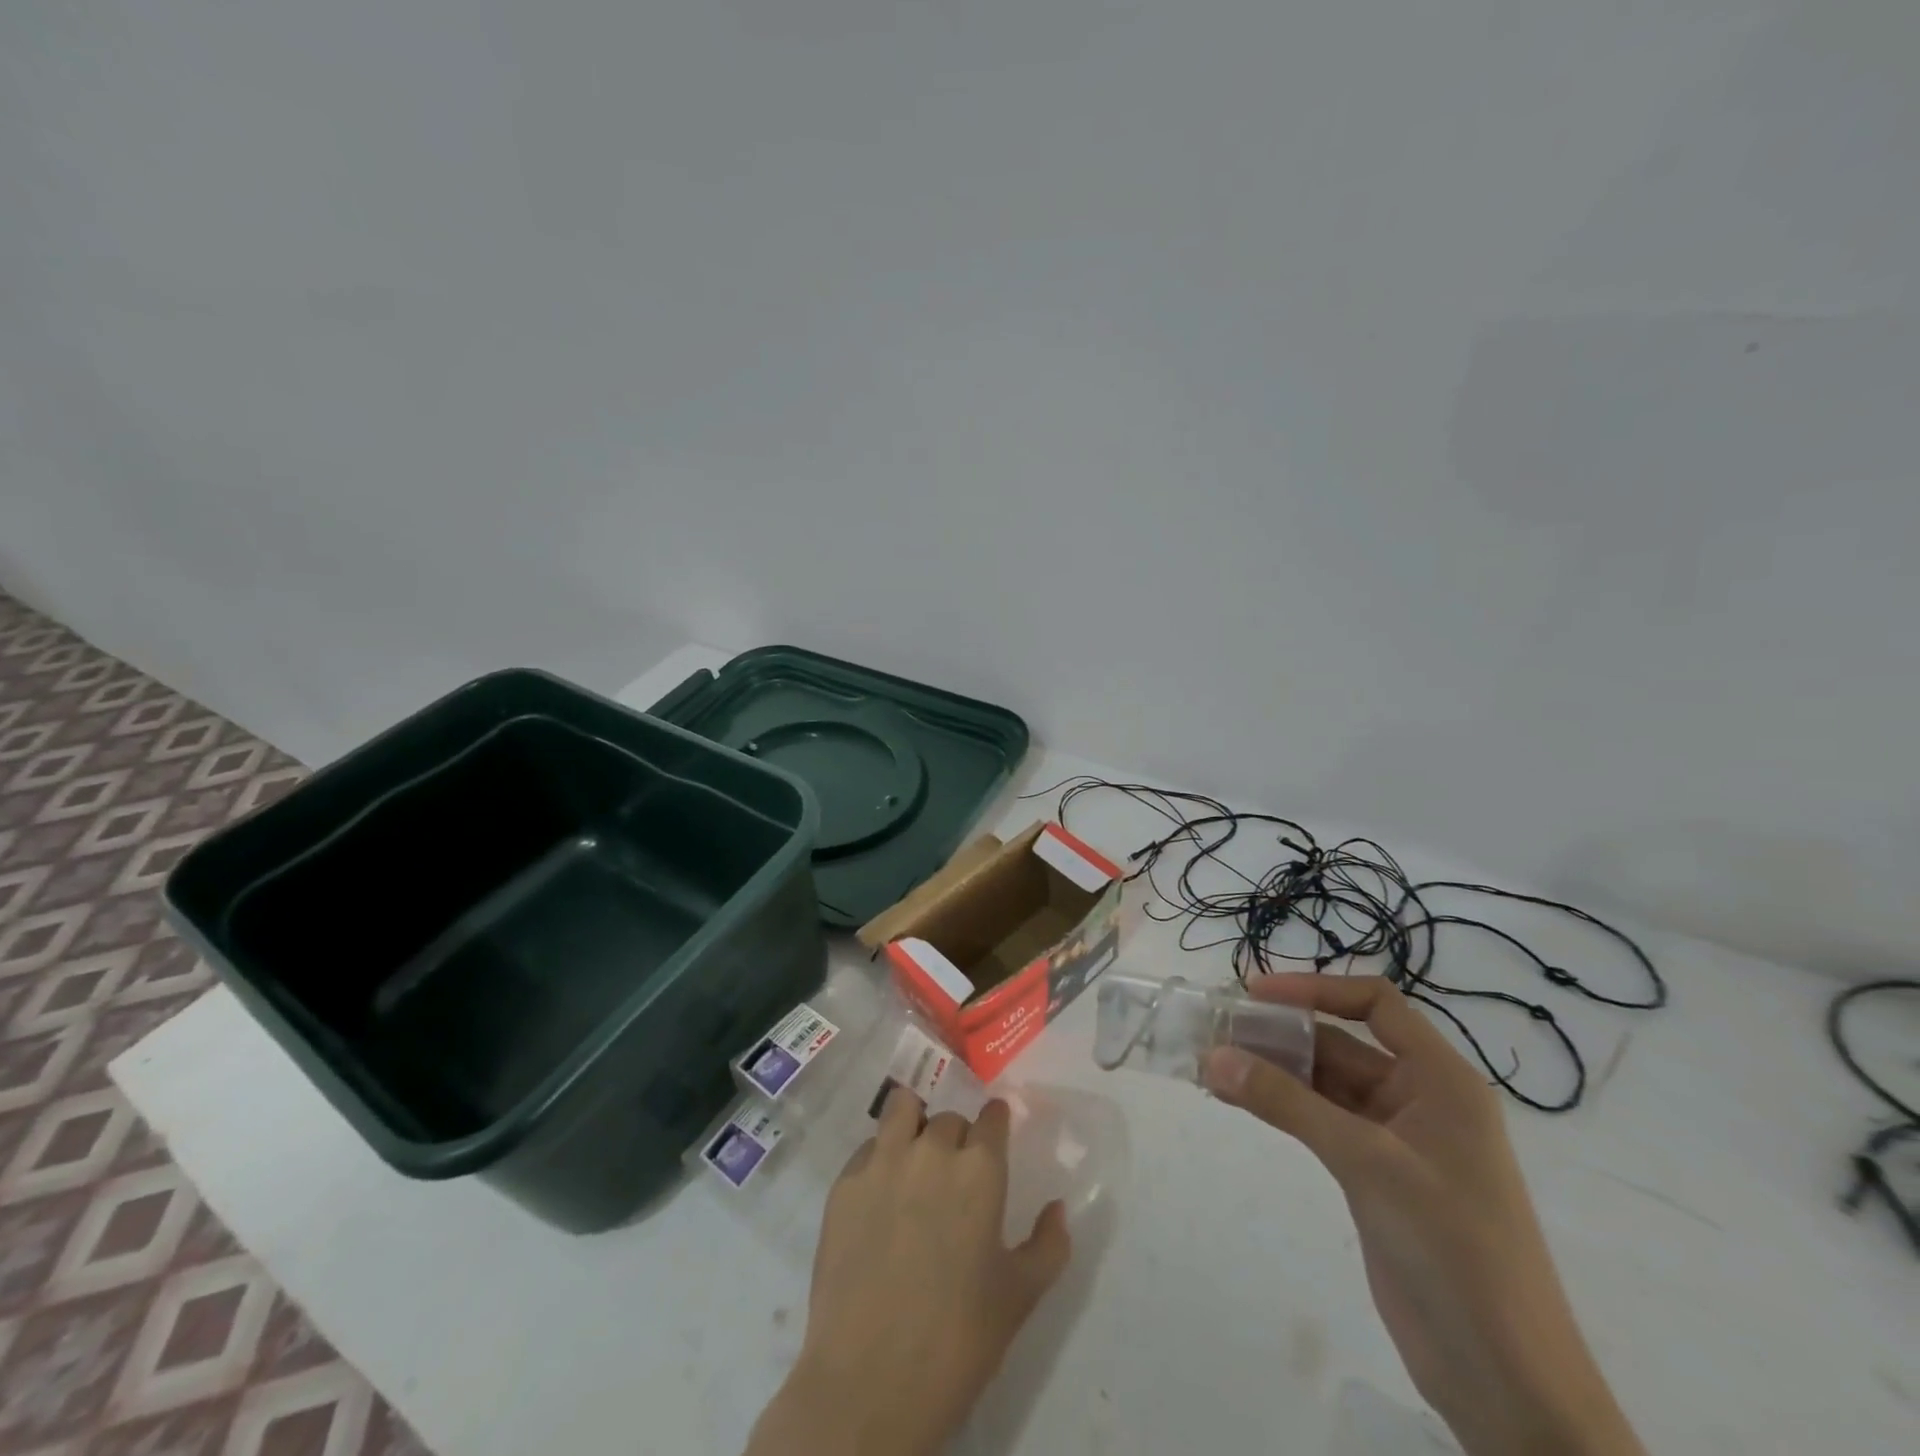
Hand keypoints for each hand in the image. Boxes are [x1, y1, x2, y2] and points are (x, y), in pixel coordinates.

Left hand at [746, 1091, 1070, 1455]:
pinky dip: (878, 1159)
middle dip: (958, 1139)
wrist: (870, 1382)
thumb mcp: (1020, 1298)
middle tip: (955, 1178)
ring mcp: (883, 1162)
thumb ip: (1048, 1245)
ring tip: (913, 1157)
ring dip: (914, 1123)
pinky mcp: (844, 1183)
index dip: (996, 1123)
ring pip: (902, 1109)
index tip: (995, 1134)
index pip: (992, 1116)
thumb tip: (1057, 1208)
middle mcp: (932, 1150)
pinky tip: (879, 1196)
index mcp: (980, 1170)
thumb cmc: (958, 1341)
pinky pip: (867, 1149)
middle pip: (949, 1119)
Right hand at [1202, 975, 1644, 1455]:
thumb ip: (1287, 1104)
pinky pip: (1319, 1120)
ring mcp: (1396, 1139)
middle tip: (1216, 1030)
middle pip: (1342, 1042)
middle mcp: (1419, 1098)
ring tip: (1212, 1064)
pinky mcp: (1374, 1175)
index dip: (1315, 989)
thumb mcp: (1367, 1162)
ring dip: (1272, 1071)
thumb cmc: (1453, 1249)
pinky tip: (1237, 1099)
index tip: (1254, 994)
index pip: (1375, 1004)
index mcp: (1441, 1080)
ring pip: (1324, 1083)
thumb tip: (1213, 1057)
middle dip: (1280, 1033)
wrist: (1505, 1380)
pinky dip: (1280, 1106)